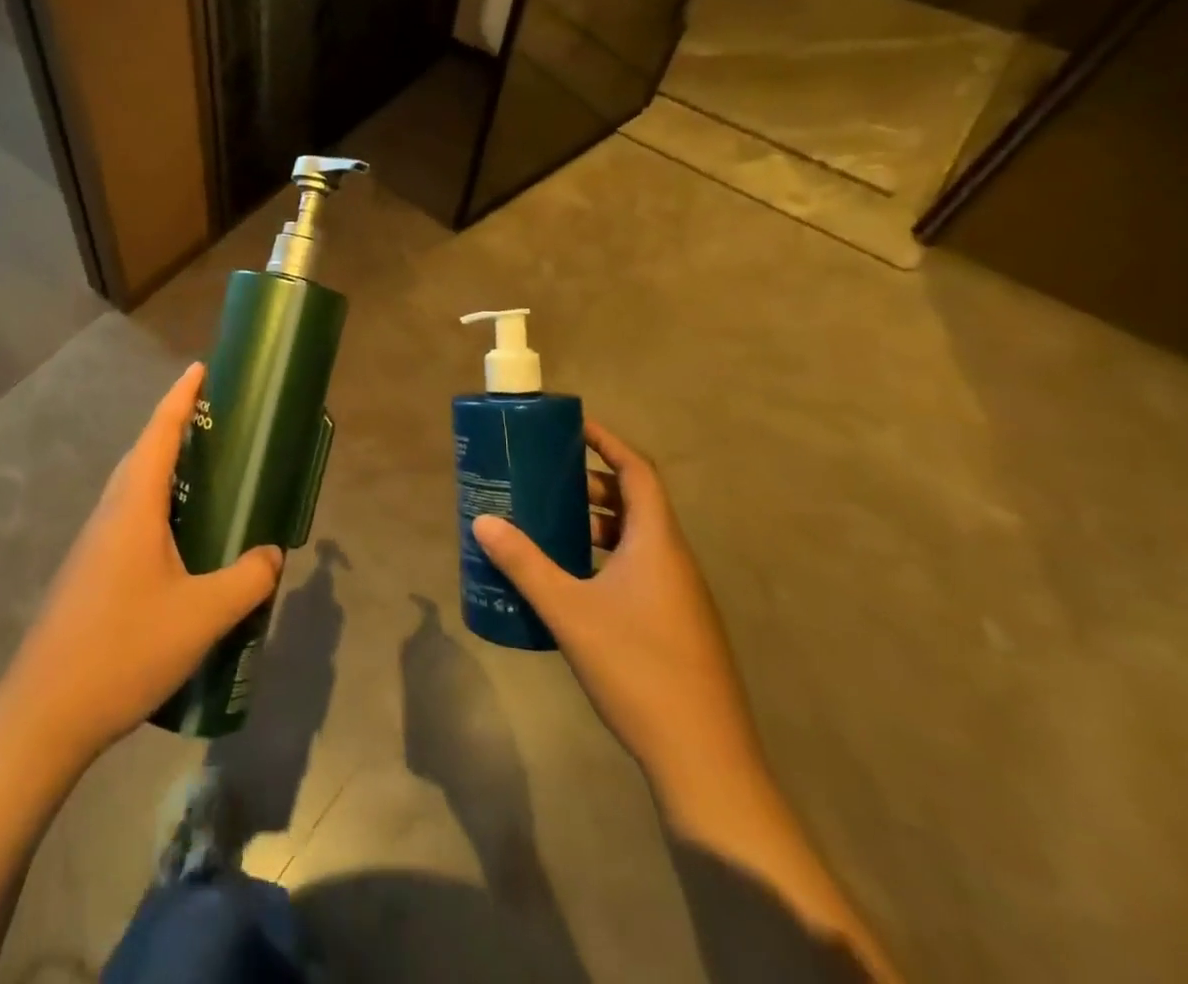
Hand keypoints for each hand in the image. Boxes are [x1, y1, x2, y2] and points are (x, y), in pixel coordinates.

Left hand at [0, 364, 284, 761]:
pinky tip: (181, 539)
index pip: (159, 432)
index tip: (200, 368)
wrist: (45, 713)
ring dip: (166, 469)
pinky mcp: (91, 570)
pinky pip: (130, 518)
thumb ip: (246, 580)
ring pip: (134, 488)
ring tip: (207, 474)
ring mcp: (95, 542)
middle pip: (144, 453)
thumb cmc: (124, 649)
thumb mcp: (201, 615)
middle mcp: (110, 512)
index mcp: (133, 505)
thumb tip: (273, 554)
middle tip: (218, 421)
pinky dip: (158, 506)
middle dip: (177, 427)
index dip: (181, 397)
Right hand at [472, 421, 758, 787]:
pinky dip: (606, 557)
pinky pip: (639, 569)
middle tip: (547, 477)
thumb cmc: (637, 668)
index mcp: (657, 543)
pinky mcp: (676, 625)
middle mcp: (674, 561)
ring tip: (551, 523)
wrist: (704, 759)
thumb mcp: (569, 611)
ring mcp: (679, 596)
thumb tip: (482, 522)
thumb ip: (524, 564)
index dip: (608, 442)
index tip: (573, 427)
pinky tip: (572, 580)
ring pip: (637, 539)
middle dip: (592, 483)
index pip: (638, 471)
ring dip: (597, 523)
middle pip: (636, 502)